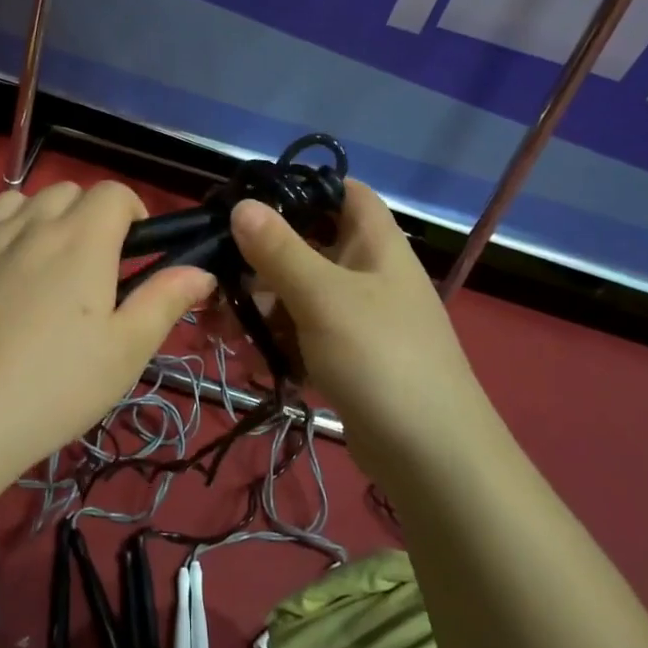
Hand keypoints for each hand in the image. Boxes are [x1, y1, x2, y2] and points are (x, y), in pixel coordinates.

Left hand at [0, 180, 215, 479]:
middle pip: (66, 191)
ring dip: (39, 217)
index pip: (113, 192)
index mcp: (81, 239)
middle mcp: (31, 225)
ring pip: (18, 201)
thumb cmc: (53, 386)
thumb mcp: (125, 351)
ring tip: (44, 263)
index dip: (132, 211)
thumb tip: (201, 270)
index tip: (136, 249)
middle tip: (94, 265)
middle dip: (88, 213)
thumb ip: (165, 301)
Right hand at [229, 181, 476, 444]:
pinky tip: (248, 361)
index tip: (250, 201)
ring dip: (258, 308)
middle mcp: (367, 273)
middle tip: (214, 278)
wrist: (433, 459)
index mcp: (374, 244)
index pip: (342, 192)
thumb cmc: (380, 358)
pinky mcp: (347, 359)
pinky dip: (275, 343)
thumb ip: (279, 249)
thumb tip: (241, 204)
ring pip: (298, 295)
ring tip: (219, 330)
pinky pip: (303, 336)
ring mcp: (358, 318)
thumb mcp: (323, 297)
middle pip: (307, 246)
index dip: (301, 187)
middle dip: (258, 261)